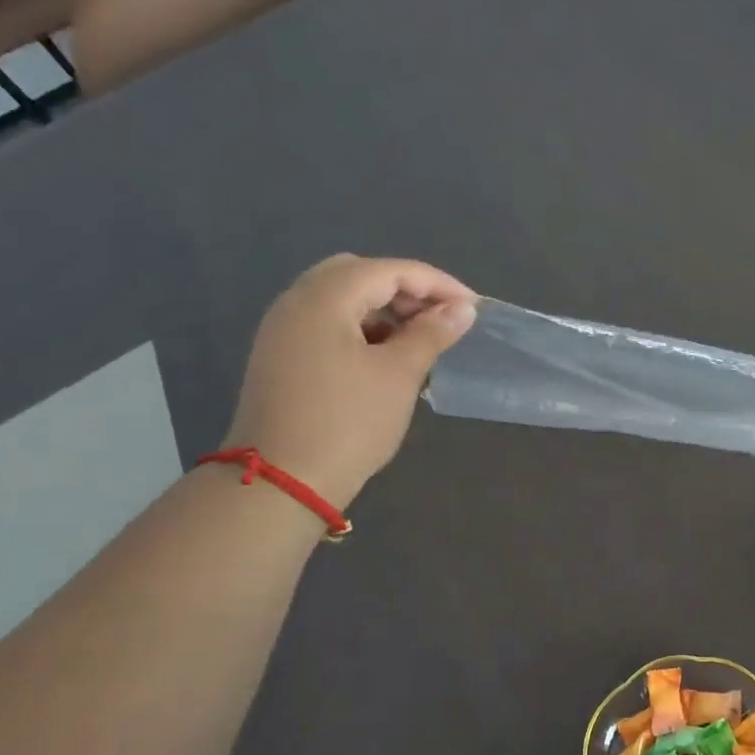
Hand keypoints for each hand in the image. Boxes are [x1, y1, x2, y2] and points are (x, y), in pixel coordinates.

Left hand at [220, 256, 476, 508]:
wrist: (280, 483)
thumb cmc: (348, 422)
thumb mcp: (399, 375)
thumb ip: (432, 333)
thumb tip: (463, 308)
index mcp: (324, 298)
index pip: (390, 271)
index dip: (437, 284)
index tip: (473, 308)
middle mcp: (296, 302)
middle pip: (359, 275)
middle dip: (406, 290)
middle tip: (440, 319)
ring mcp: (283, 331)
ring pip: (340, 300)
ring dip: (383, 310)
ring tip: (419, 340)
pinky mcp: (280, 357)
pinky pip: (327, 324)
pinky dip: (360, 328)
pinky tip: (385, 357)